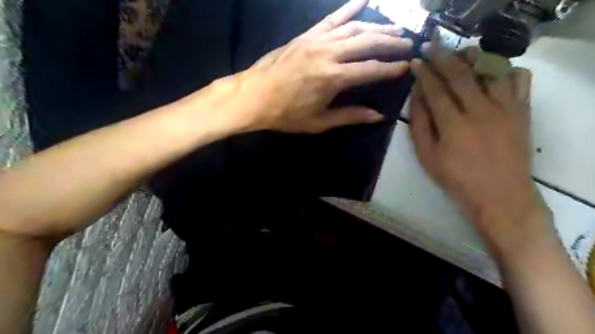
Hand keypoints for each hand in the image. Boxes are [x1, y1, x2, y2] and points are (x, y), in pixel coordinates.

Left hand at [220, 0, 411, 132]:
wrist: (253, 96)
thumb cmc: (286, 114)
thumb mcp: (319, 122)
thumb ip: (350, 116)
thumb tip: (377, 115)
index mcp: (333, 78)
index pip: (371, 69)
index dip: (391, 68)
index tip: (408, 66)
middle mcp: (329, 53)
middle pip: (367, 42)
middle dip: (391, 42)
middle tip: (409, 43)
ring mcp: (317, 40)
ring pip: (354, 27)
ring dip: (378, 26)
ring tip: (396, 28)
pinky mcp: (306, 35)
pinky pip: (331, 18)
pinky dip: (349, 8)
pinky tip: (363, 0)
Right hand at [412, 49, 549, 252]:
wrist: (501, 196)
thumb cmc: (457, 179)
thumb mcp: (427, 157)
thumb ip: (420, 126)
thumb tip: (416, 98)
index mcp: (453, 124)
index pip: (435, 90)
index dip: (424, 73)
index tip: (416, 61)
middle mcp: (480, 110)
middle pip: (460, 75)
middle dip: (442, 57)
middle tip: (431, 45)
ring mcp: (505, 109)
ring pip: (490, 71)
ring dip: (473, 58)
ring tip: (461, 53)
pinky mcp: (522, 112)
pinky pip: (519, 80)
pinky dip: (507, 70)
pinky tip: (494, 73)